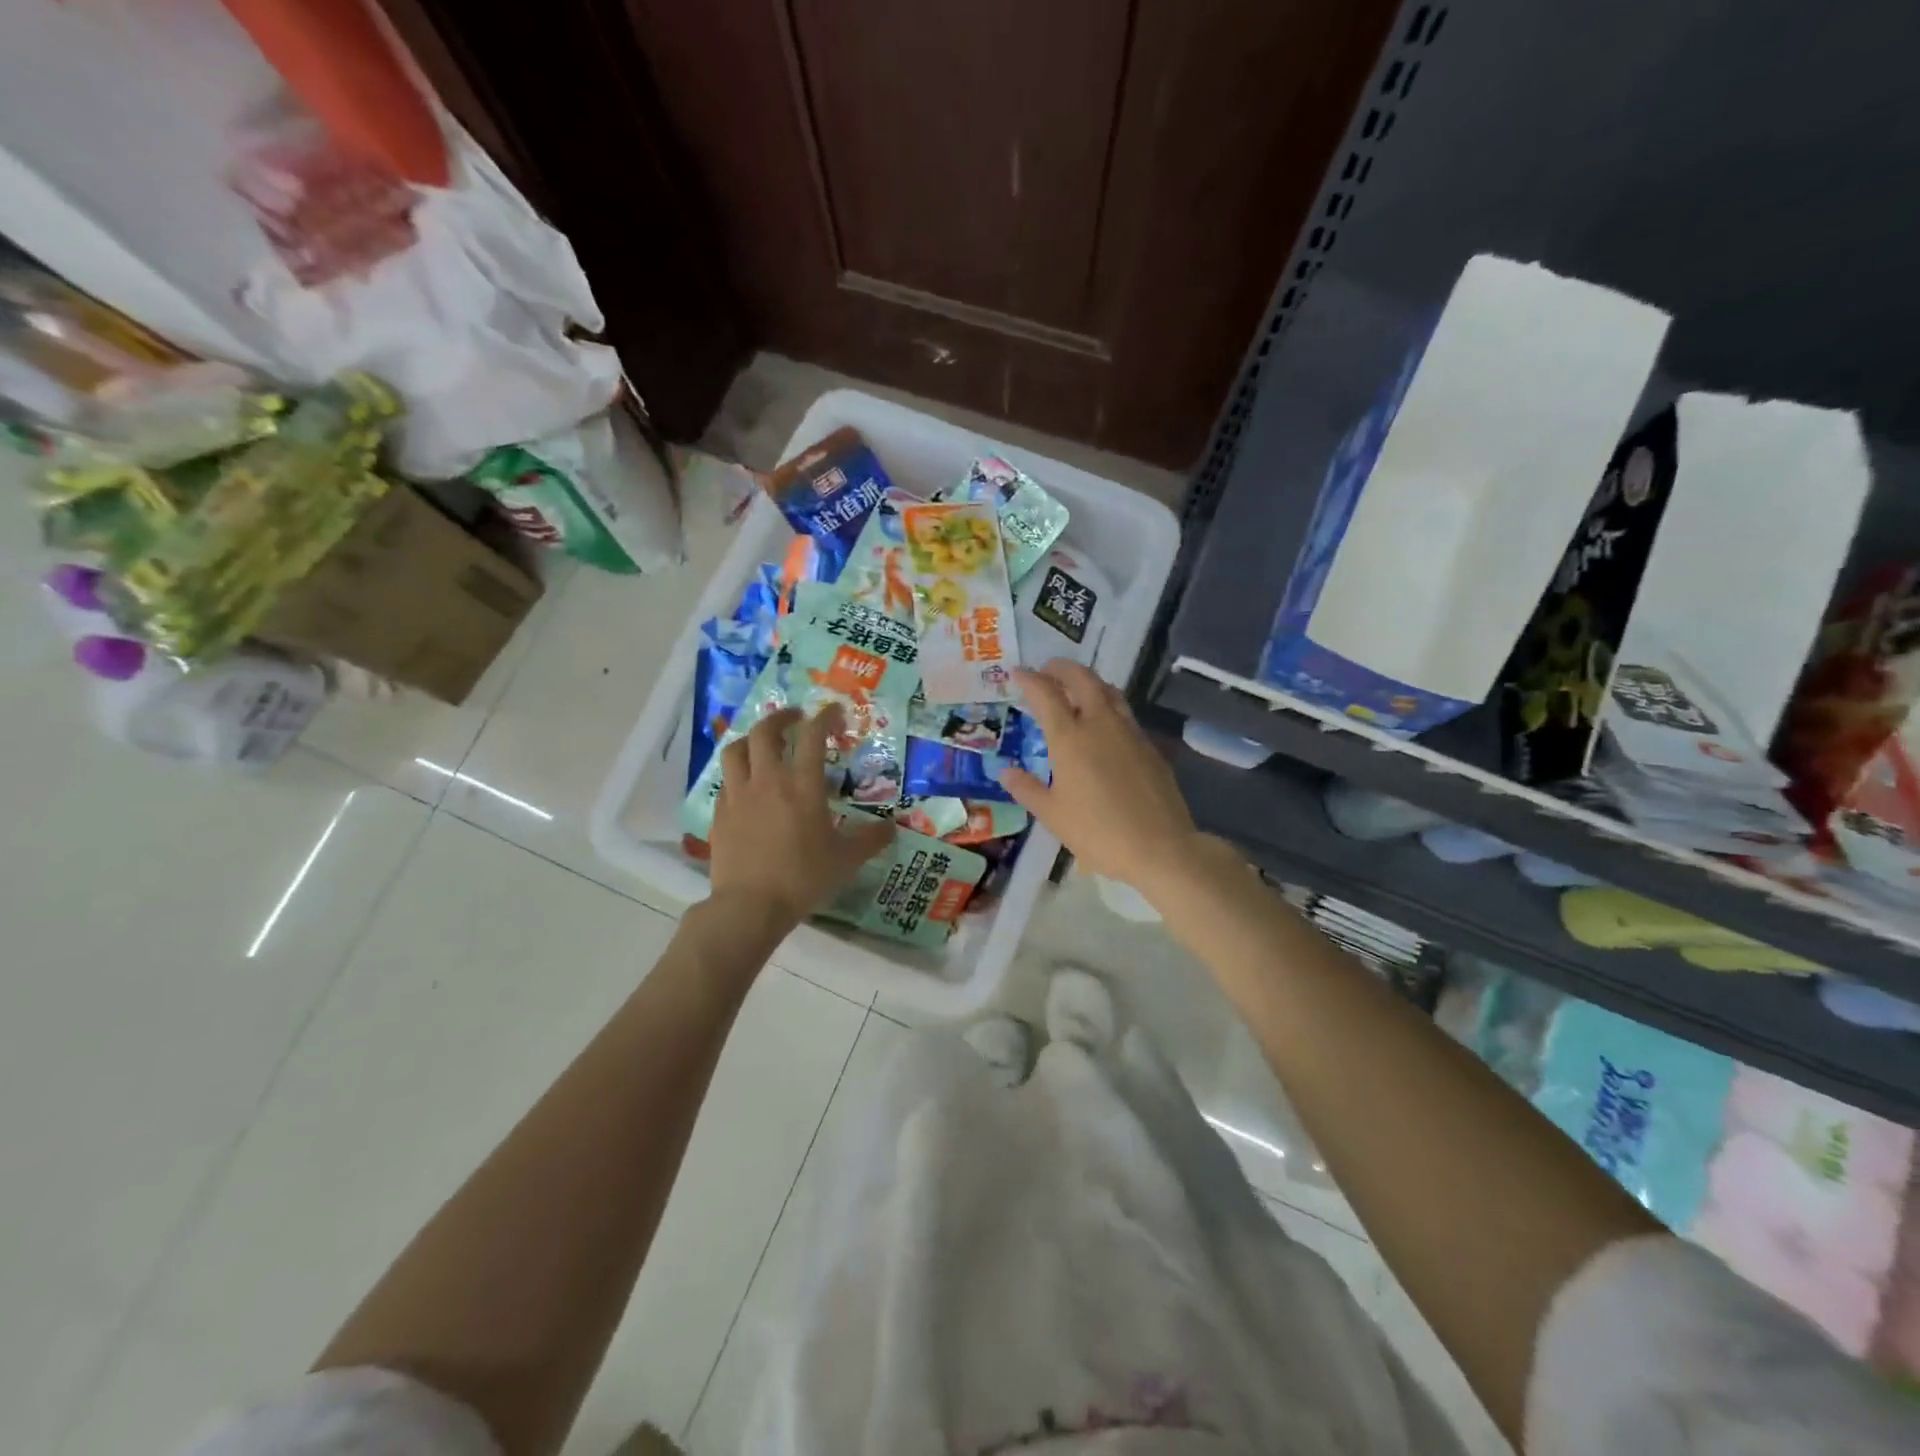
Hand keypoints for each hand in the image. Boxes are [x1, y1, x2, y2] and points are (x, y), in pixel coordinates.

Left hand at [708, 704, 895, 928]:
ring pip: (736, 749)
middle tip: (795, 719)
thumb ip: (870, 840)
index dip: (824, 717)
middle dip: (781, 718)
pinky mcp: (720, 813)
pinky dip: (738, 772)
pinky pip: (726, 780)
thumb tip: (891, 828)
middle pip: (766, 732)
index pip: (813, 736)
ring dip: (751, 739)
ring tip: (763, 743)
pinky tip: (747, 784)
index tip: (833, 711)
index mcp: (802, 785)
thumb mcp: (846, 860)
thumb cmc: (803, 878)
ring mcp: (738, 795)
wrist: (750, 905)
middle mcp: (767, 780)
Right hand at [998, 659, 1207, 893]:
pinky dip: (1107, 705)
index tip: (1018, 673)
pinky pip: (1124, 713)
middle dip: (1062, 668)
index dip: (1030, 679)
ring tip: (1075, 688)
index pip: (1046, 694)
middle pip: (1082, 679)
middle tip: (1047, 670)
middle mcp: (1100, 724)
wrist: (1160, 847)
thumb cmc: (1097, 832)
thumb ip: (1026, 789)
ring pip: (1108, 691)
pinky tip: (1103, 724)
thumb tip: (1005, 772)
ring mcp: (1129, 733)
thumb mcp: (1052, 815)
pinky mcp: (1149, 746)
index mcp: (1070, 738)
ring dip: (1088, 681)